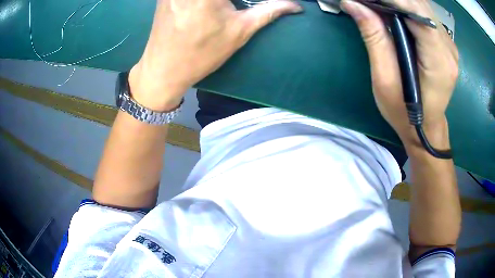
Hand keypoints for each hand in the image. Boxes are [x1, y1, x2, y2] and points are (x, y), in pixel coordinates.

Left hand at [129, 0, 302, 110]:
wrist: (162, 70)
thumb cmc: (202, 54)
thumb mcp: (239, 32)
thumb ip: (268, 11)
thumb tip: (296, 6)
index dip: (244, 0)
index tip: (241, 7)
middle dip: (232, 1)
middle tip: (232, 8)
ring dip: (221, 2)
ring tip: (223, 9)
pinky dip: (204, 1)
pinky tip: (208, 9)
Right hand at [341, 0, 458, 148]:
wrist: (425, 128)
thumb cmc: (404, 112)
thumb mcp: (384, 79)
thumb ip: (374, 38)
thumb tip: (353, 4)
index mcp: (439, 61)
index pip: (418, 13)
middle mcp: (449, 48)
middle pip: (420, 5)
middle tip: (368, 1)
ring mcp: (449, 44)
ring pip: (423, 6)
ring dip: (399, 1)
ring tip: (377, 4)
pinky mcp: (445, 43)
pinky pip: (425, 14)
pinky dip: (407, 6)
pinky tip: (393, 10)